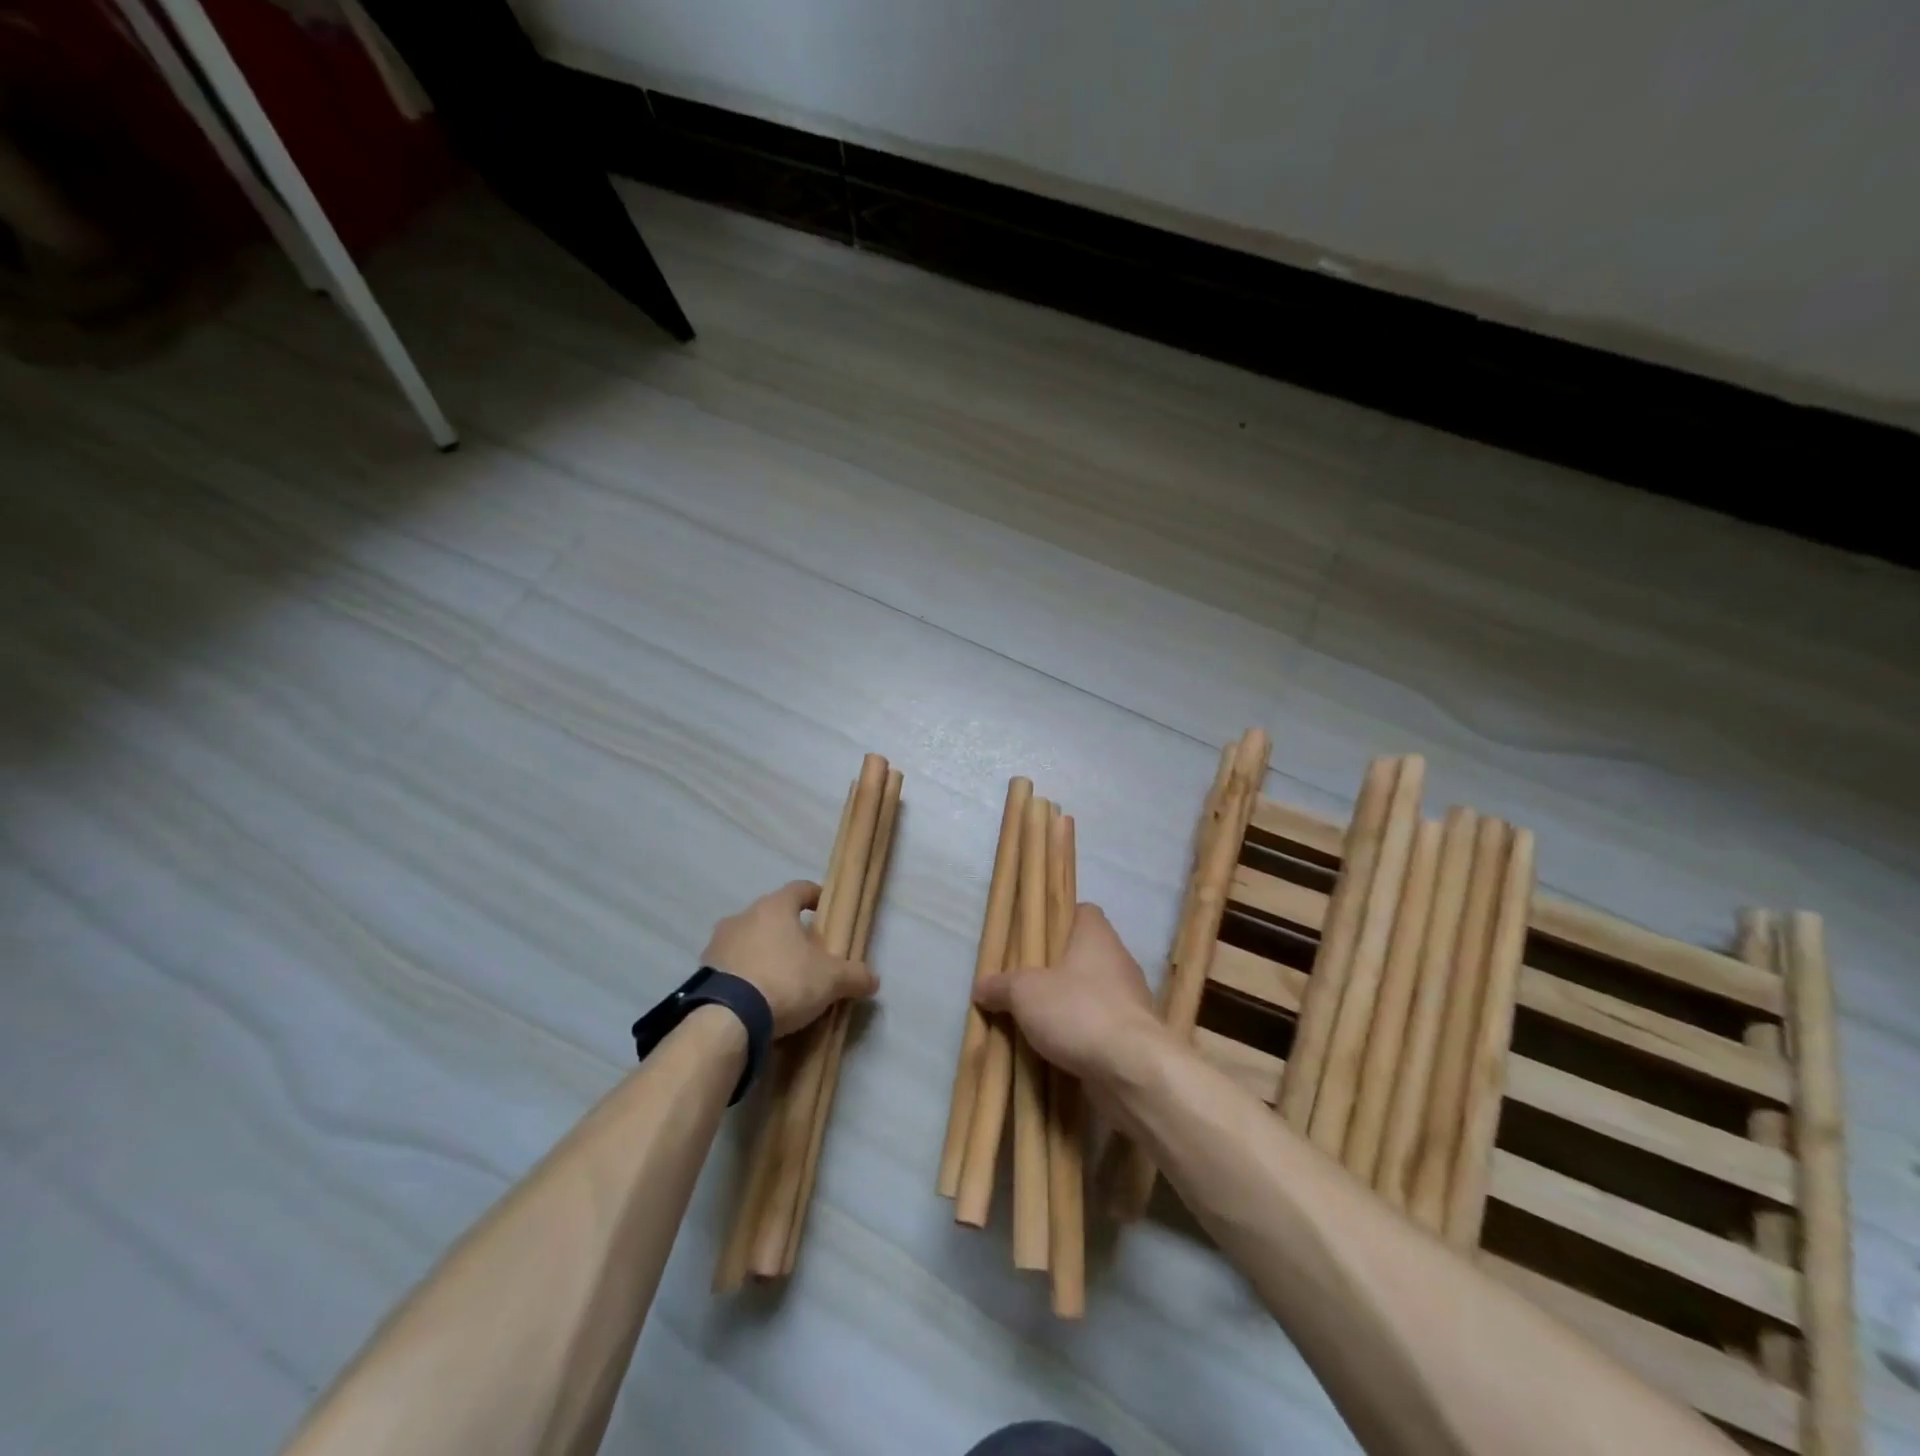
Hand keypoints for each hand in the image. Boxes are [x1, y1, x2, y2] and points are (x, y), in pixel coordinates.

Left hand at [703, 881, 878, 1037]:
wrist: (726, 1019)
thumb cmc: (784, 982)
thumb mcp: (830, 980)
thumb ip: (854, 975)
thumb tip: (873, 979)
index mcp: (774, 907)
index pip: (799, 889)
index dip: (815, 896)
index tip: (826, 910)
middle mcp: (742, 916)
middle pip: (772, 915)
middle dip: (789, 931)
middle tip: (807, 954)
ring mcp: (718, 943)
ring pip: (749, 940)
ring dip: (764, 953)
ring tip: (780, 980)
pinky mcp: (703, 972)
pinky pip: (731, 966)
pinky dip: (745, 975)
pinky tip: (756, 998)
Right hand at [973, 904, 1164, 1088]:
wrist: (1133, 1071)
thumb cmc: (1078, 1011)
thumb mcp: (1025, 993)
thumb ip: (1001, 987)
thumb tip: (980, 987)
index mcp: (1097, 936)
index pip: (1083, 912)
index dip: (1058, 919)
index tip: (1033, 938)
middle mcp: (1119, 961)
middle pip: (1084, 955)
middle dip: (1056, 970)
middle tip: (1023, 984)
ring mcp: (1131, 1000)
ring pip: (1092, 993)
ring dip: (1068, 1006)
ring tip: (1035, 1021)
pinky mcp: (1134, 1036)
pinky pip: (1101, 1027)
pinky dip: (1082, 1036)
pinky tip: (1057, 1051)